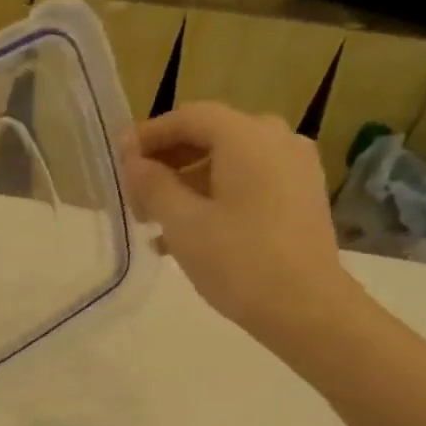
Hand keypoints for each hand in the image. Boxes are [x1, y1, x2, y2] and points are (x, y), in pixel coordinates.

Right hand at [122, 104, 365, 355]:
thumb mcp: (182, 222)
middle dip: (168, 162)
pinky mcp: (301, 198)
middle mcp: (277, 140)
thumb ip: (153, 185)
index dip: (149, 135)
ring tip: (154, 220)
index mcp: (247, 136)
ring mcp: (295, 169)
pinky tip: (186, 235)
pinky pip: (249, 184)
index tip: (119, 159)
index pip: (189, 117)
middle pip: (211, 137)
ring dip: (188, 184)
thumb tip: (134, 163)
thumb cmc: (238, 260)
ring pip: (229, 163)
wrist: (306, 308)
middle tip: (134, 193)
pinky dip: (215, 198)